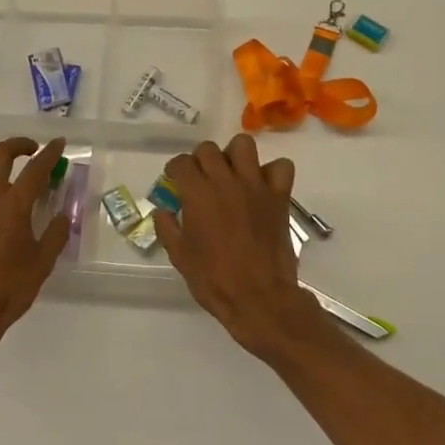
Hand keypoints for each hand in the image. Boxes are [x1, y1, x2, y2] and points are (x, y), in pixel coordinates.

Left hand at [0, 136, 70, 347]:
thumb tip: (63, 216)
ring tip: (9, 185)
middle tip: (32, 150)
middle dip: (18, 145)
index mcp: (13, 206)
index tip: (59, 142)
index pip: (35, 169)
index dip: (49, 153)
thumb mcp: (41, 264)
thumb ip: (54, 235)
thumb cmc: (7, 290)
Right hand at [155, 134, 321, 359]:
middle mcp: (226, 181)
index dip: (175, 170)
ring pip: (244, 146)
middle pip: (208, 149)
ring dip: (234, 155)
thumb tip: (162, 211)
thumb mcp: (180, 257)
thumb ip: (167, 228)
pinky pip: (281, 167)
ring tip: (231, 174)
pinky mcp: (279, 196)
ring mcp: (255, 186)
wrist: (259, 298)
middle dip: (200, 160)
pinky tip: (263, 186)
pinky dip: (272, 172)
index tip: (175, 181)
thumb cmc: (214, 279)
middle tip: (200, 180)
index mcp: (198, 194)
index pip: (182, 163)